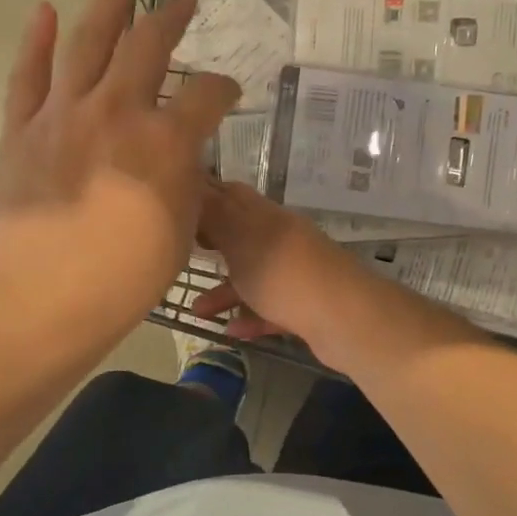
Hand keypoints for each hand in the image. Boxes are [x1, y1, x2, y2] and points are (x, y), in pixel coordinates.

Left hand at [0, 0, 238, 342]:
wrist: (41, 299)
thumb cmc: (123, 280)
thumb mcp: (180, 233)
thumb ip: (184, 185)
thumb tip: (178, 160)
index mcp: (166, 141)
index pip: (208, 96)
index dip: (225, 90)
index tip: (229, 94)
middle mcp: (117, 111)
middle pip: (149, 46)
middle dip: (172, 18)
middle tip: (185, 1)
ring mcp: (63, 114)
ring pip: (87, 40)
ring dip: (109, 0)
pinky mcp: (21, 130)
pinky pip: (28, 75)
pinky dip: (36, 40)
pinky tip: (44, 10)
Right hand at [191, 181, 375, 360]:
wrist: (344, 318)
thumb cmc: (282, 273)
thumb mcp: (239, 237)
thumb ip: (214, 214)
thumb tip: (193, 185)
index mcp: (265, 216)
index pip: (230, 194)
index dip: (202, 197)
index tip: (172, 208)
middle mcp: (281, 239)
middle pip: (241, 235)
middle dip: (211, 244)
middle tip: (181, 251)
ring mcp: (295, 274)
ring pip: (253, 276)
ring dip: (225, 290)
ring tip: (198, 310)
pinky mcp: (305, 307)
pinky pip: (270, 309)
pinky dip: (250, 317)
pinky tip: (230, 330)